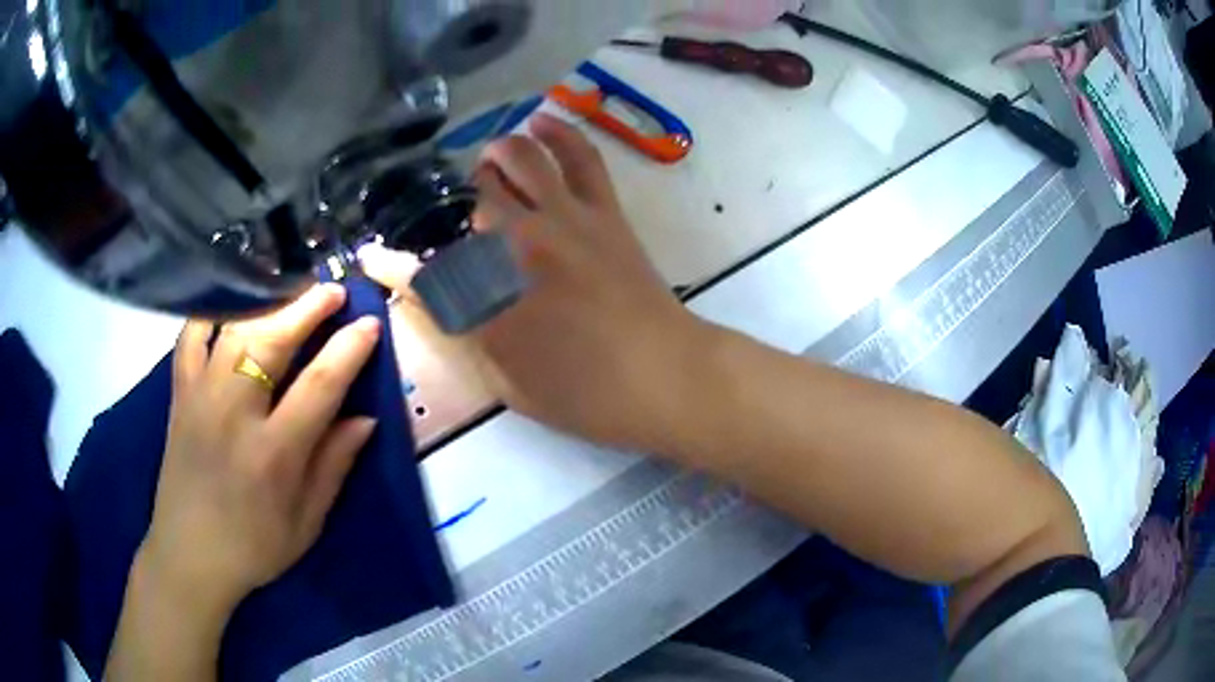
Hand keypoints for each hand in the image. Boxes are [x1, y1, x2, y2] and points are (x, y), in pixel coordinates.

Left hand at [139, 285, 380, 616]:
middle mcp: (233, 414)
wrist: (189, 556)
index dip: (349, 349)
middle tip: (335, 291)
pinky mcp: (178, 395)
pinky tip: (231, 307)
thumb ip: (334, 466)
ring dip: (268, 305)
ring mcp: (200, 398)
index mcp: (273, 454)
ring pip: (234, 331)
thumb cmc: (254, 547)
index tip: (370, 324)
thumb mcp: (306, 522)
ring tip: (293, 293)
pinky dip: (210, 315)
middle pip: (271, 341)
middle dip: (308, 309)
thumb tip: (365, 418)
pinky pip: (190, 339)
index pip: (319, 385)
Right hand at [361, 114, 703, 449]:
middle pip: (468, 200)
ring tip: (488, 161)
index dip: (390, 264)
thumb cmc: (585, 396)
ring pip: (518, 160)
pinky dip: (558, 132)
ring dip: (496, 155)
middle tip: (452, 214)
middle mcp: (517, 245)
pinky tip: (540, 121)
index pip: (421, 271)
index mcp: (489, 299)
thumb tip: (431, 301)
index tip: (374, 257)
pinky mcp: (603, 210)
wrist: (664, 377)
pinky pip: (579, 156)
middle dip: (450, 203)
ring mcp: (564, 219)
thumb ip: (465, 337)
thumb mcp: (507, 383)